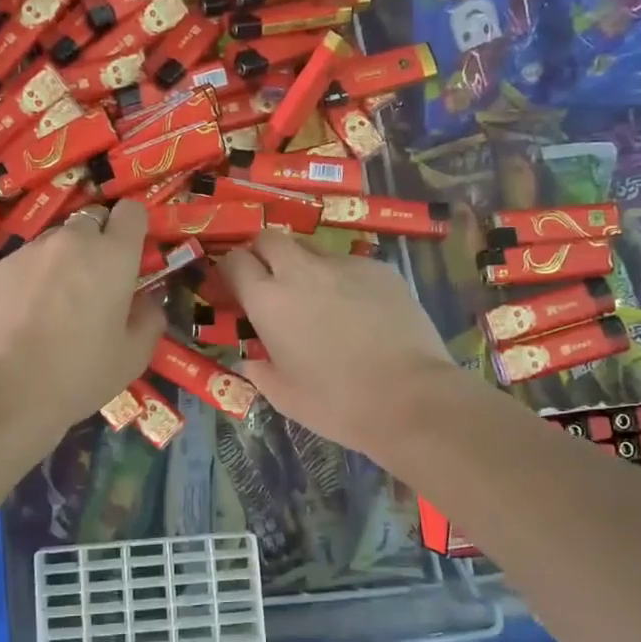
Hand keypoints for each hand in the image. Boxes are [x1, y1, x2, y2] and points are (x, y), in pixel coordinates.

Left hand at [0, 200, 164, 433]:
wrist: (3, 392)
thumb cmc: (78, 375)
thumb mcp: (133, 357)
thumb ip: (149, 318)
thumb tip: (146, 300)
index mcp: (113, 256)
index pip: (131, 211)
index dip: (133, 229)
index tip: (131, 255)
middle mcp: (72, 241)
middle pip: (91, 221)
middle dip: (98, 244)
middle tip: (95, 285)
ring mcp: (31, 251)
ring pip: (57, 241)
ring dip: (64, 260)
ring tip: (56, 303)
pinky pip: (27, 260)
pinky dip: (34, 276)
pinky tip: (26, 314)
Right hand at [220, 231, 469, 460]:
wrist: (409, 398)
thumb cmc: (336, 403)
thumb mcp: (284, 396)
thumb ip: (260, 371)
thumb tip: (251, 359)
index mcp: (269, 301)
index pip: (234, 262)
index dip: (231, 271)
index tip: (235, 289)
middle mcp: (301, 271)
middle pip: (270, 238)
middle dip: (264, 253)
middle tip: (272, 282)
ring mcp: (344, 265)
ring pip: (312, 248)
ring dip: (304, 265)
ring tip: (319, 298)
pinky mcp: (380, 269)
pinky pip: (350, 264)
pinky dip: (344, 280)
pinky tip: (360, 310)